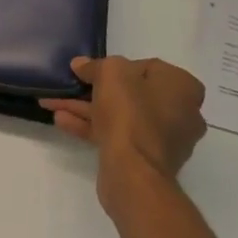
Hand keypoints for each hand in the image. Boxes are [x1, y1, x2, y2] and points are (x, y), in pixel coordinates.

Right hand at [40, 55, 206, 188]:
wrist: (134, 172)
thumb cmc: (130, 113)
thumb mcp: (110, 73)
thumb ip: (95, 65)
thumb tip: (81, 65)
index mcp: (182, 87)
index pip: (145, 67)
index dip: (114, 67)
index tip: (90, 71)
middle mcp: (181, 112)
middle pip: (131, 93)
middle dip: (94, 90)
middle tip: (70, 86)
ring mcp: (164, 139)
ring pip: (121, 116)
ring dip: (87, 109)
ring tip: (54, 104)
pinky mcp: (146, 159)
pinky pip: (117, 136)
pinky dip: (92, 127)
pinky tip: (62, 121)